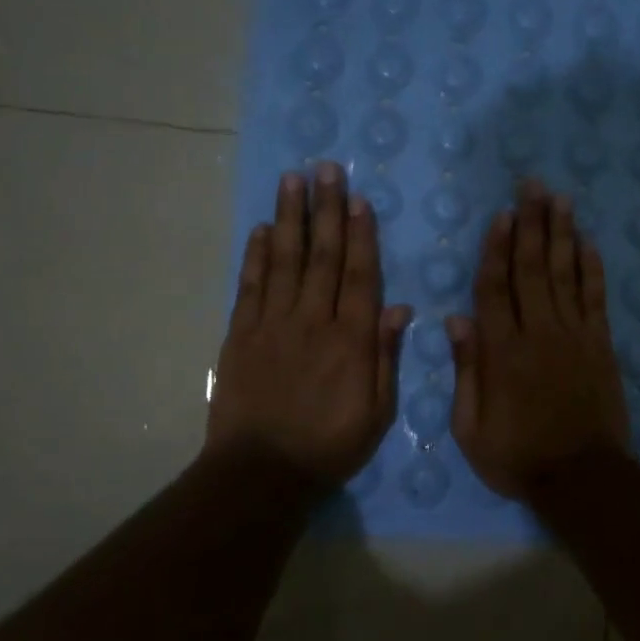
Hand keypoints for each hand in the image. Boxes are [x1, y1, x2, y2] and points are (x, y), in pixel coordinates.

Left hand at [207, 163, 410, 486]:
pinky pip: (250, 286)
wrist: (262, 471)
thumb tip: (399, 308)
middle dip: (326, 210)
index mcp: (351, 340)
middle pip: (323, 257)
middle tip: (326, 169)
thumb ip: (386, 357)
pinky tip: (260, 229)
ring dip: (290, 219)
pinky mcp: (241, 335)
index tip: (358, 199)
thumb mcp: (376, 412)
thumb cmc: (329, 446)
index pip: (360, 276)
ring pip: (284, 261)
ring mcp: (273, 324)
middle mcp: (313, 321)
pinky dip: (255, 255)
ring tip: (292, 181)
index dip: (361, 235)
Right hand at [448, 178, 629, 498]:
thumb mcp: (471, 427)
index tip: (501, 215)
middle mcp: (538, 333)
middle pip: (533, 268)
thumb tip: (457, 320)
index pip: (495, 288)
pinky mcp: (601, 345)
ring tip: (559, 199)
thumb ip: (466, 370)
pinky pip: (595, 298)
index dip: (496, 249)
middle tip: (532, 185)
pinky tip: (587, 242)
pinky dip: (591, 268)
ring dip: (562, 233)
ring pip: (565, 274)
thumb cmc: (517, 456)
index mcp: (502, 352)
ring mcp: (575, 336)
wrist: (582, 478)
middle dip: (531, 224)